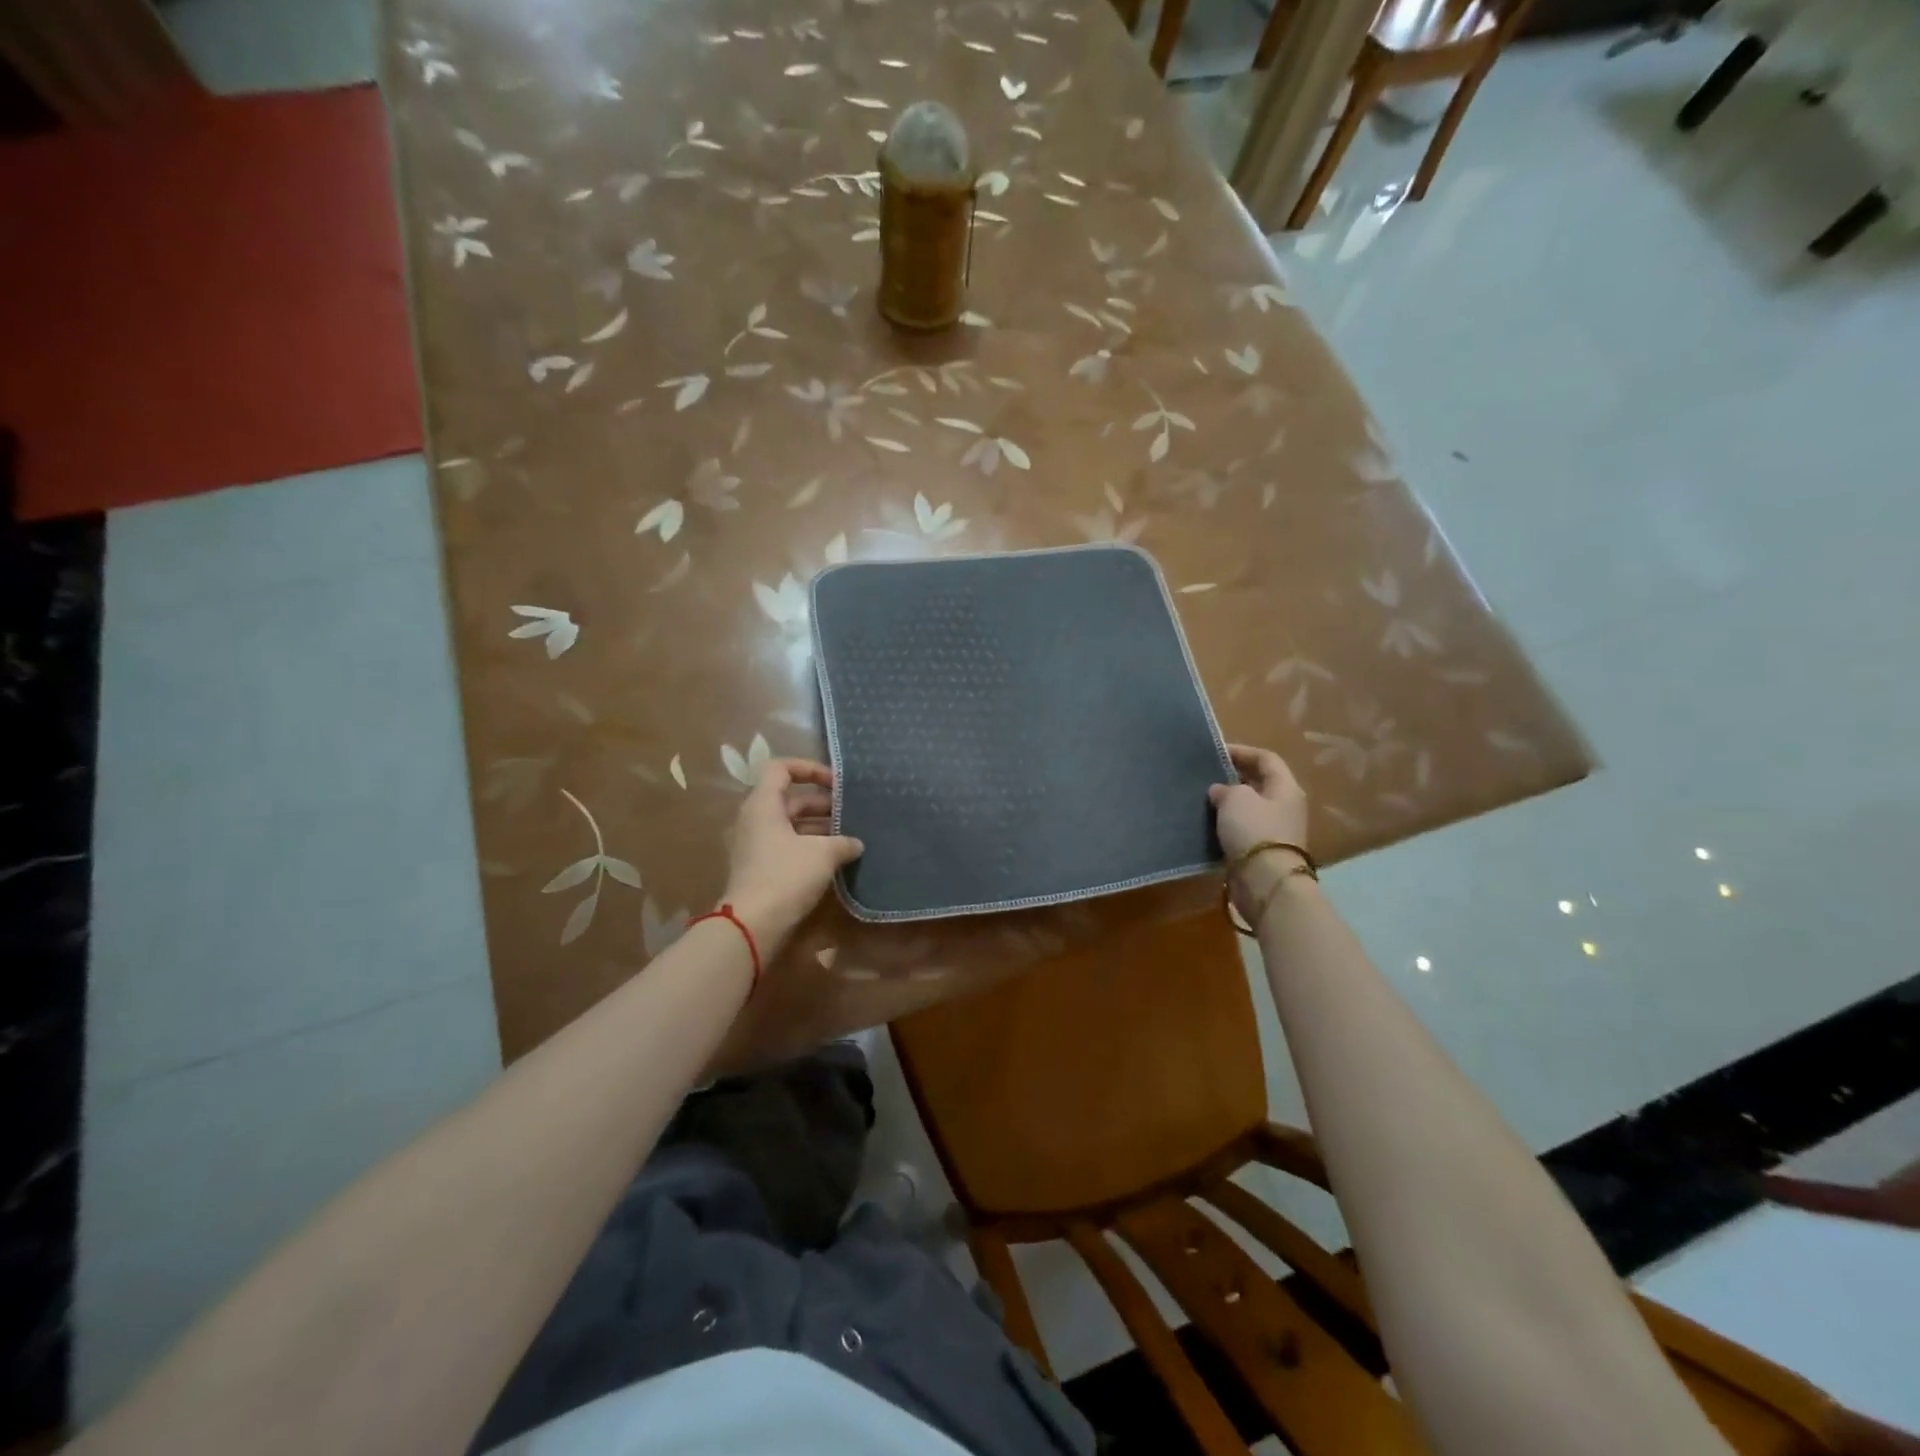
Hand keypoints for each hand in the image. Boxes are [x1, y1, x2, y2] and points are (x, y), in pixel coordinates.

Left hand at [722, 759, 862, 949]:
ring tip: (849, 836)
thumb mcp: (822, 854)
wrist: (752, 925)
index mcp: (764, 804)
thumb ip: (843, 842)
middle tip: (851, 812)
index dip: (809, 768)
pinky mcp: (761, 867)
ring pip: (791, 824)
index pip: (781, 768)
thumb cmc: (785, 876)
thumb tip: (856, 843)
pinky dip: (810, 846)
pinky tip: (836, 859)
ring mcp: (756, 844)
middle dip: (823, 803)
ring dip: (820, 827)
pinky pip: (788, 845)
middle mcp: (756, 819)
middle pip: (790, 799)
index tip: (836, 782)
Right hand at [1208, 745, 1309, 914]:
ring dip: (1228, 802)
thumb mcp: (1236, 799)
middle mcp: (1284, 806)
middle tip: (1207, 774)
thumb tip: (1220, 791)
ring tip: (1203, 798)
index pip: (1266, 759)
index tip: (1216, 752)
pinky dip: (1226, 824)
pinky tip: (1208, 823)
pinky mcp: (1261, 851)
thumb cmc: (1254, 831)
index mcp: (1285, 788)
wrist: (1265, 881)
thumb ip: (1225, 788)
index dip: (1242, 751)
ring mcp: (1275, 830)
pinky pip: (1243, 829)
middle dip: (1234, 777)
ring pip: (1249, 807)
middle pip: (1259, 783)